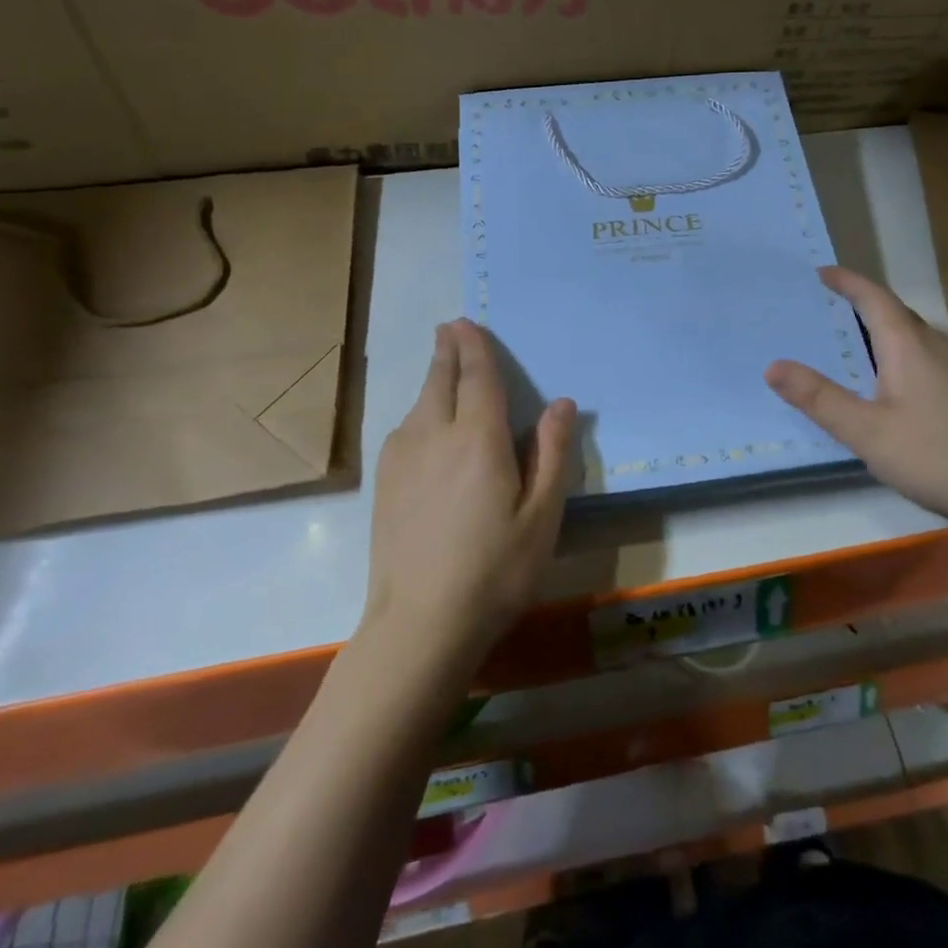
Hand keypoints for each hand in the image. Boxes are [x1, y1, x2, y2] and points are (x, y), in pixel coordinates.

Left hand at [364, 319, 575, 666]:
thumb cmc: (495, 570)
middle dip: (447, 350)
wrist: (419, 625)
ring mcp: (402, 458)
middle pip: (440, 380)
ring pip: (419, 403)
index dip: (474, 347)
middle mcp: (434, 435)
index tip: (467, 323)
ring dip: (433, 379)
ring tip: (444, 368)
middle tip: (451, 328)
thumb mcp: (542, 516)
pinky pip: (405, 427)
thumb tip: (562, 403)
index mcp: (478, 439)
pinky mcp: (384, 482)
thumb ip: (552, 453)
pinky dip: (420, 409)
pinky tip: (426, 422)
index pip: (477, 377)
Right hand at [765, 267, 947, 532]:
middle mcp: (934, 346)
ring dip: (877, 326)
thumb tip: (772, 366)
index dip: (847, 281)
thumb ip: (819, 398)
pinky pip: (920, 353)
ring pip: (909, 333)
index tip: (820, 272)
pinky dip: (893, 349)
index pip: (874, 297)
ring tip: (846, 336)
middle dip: (859, 302)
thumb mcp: (866, 431)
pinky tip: (883, 379)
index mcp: (909, 345)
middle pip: (893, 311)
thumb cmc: (933, 456)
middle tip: (824, 304)